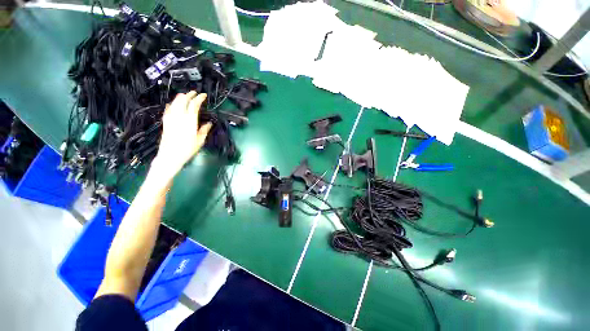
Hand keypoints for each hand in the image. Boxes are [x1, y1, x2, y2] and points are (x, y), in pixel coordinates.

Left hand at [154, 92, 212, 176]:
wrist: (170, 156)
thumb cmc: (187, 149)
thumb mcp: (200, 140)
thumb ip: (204, 130)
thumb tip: (209, 123)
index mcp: (189, 121)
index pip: (194, 105)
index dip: (199, 98)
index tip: (203, 95)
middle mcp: (179, 117)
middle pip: (183, 101)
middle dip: (189, 95)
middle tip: (194, 93)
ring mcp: (171, 119)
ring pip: (174, 103)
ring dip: (180, 98)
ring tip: (184, 95)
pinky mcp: (165, 122)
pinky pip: (168, 110)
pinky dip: (171, 105)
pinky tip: (172, 104)